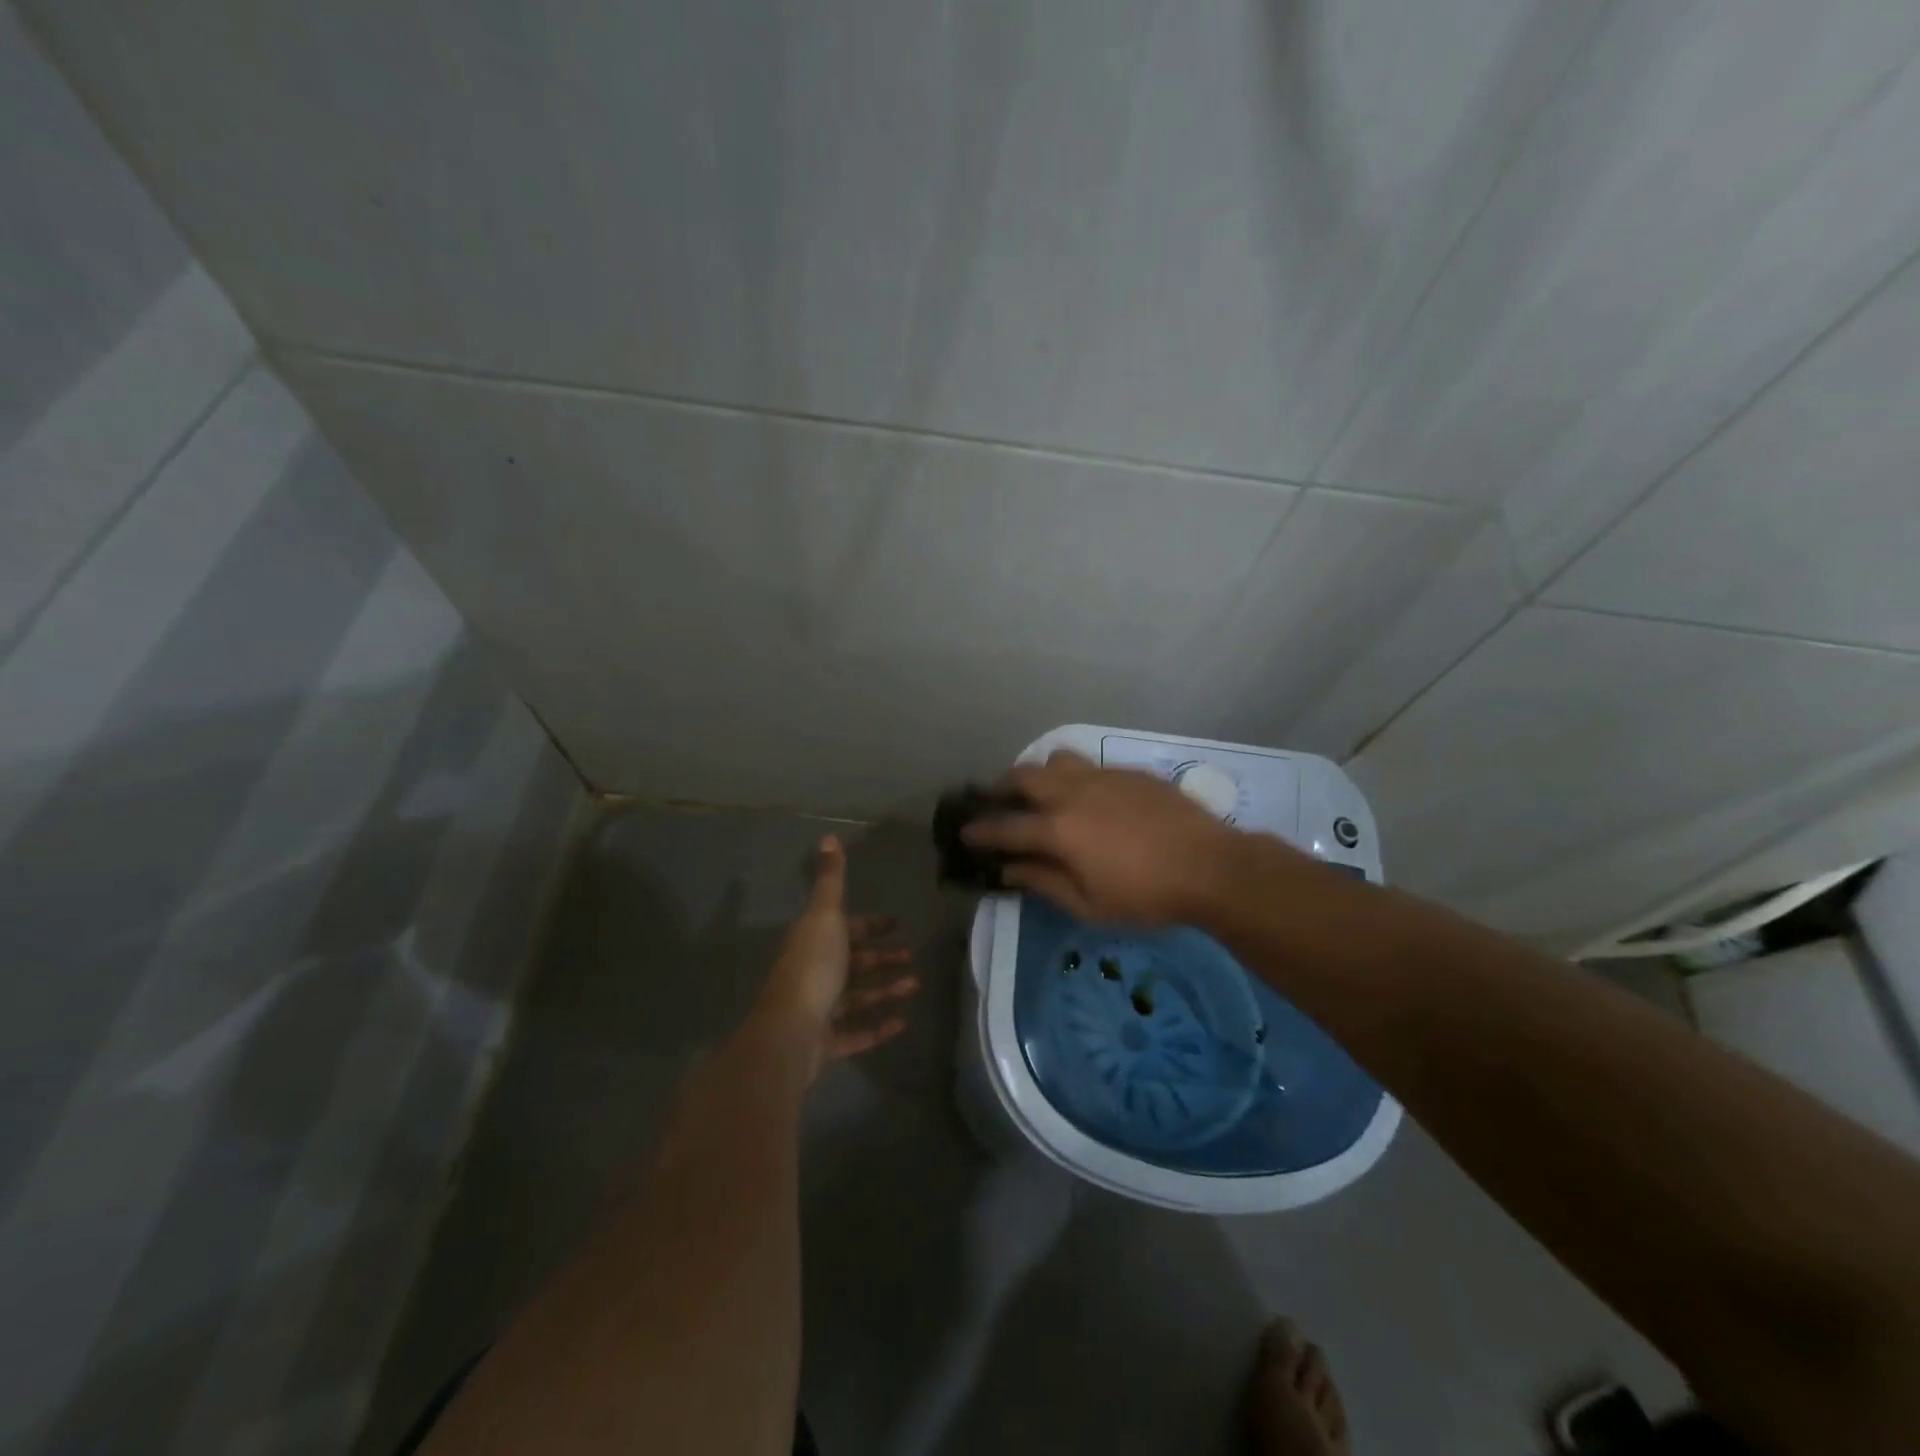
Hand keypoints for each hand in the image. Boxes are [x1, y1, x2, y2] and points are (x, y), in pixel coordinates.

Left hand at [756, 836, 917, 1079]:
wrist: (790, 1032)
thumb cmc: (812, 967)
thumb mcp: (825, 915)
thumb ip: (831, 878)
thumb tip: (828, 836)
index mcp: (814, 941)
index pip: (845, 928)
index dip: (869, 925)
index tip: (894, 923)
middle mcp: (815, 972)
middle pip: (853, 962)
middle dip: (881, 957)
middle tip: (912, 955)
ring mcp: (820, 1010)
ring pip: (858, 997)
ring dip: (886, 989)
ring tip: (916, 985)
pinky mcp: (827, 1043)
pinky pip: (857, 1033)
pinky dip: (879, 1027)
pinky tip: (903, 1022)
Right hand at [960, 749, 1244, 923]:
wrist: (1211, 867)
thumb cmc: (1145, 896)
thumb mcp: (1088, 904)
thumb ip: (1043, 882)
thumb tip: (1009, 869)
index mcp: (1058, 829)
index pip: (1005, 826)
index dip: (980, 830)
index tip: (964, 832)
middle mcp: (1072, 793)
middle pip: (1023, 776)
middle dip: (1002, 788)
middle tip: (997, 802)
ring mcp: (1102, 777)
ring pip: (1056, 759)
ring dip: (1039, 774)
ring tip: (1043, 793)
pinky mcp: (1129, 773)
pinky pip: (1090, 766)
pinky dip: (1075, 778)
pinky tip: (1090, 801)